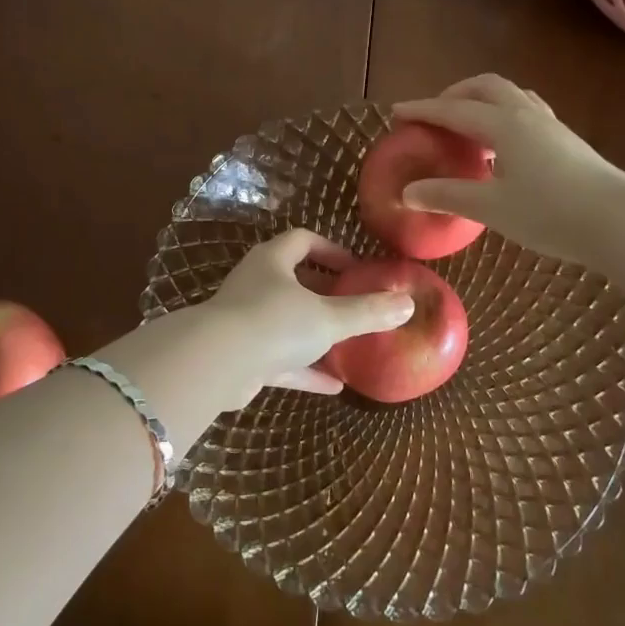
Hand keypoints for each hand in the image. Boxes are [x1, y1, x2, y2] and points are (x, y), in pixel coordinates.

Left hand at [201, 228, 414, 400]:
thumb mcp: (329, 317)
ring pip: (286, 321)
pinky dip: (305, 368)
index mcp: (272, 261)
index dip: (331, 250)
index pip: (302, 241)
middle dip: (324, 292)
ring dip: (314, 332)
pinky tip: (334, 385)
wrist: (216, 365)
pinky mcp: (243, 356)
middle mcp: (256, 284)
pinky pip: (281, 359)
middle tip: (353, 303)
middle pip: (293, 280)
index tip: (356, 268)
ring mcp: (246, 321)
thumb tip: (408, 304)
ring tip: (348, 343)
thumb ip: (367, 312)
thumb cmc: (275, 323)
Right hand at [393, 74, 624, 266]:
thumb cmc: (550, 213)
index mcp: (504, 124)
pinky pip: (527, 112)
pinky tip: (504, 148)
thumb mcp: (491, 207)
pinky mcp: (567, 140)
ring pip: (511, 96)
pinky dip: (504, 116)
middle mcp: (526, 114)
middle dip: (455, 94)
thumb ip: (448, 195)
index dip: (422, 110)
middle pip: (485, 86)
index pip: (453, 110)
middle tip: (435, 114)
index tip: (396, 111)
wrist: (621, 223)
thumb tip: (408, 192)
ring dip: (483, 101)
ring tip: (468, 127)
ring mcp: (551, 125)